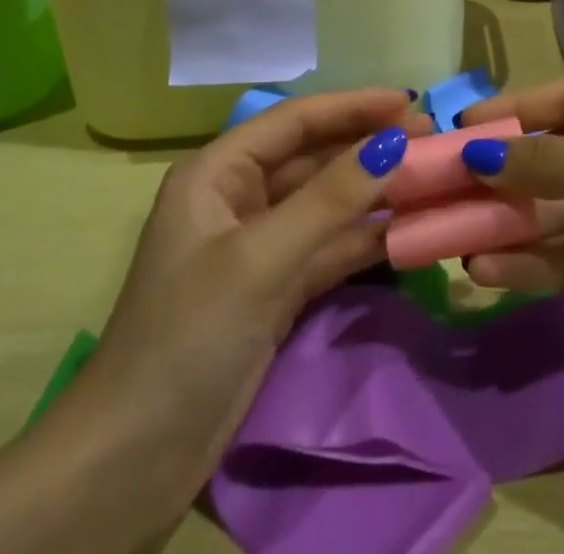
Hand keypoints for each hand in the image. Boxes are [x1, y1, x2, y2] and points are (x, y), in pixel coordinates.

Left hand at [85, 89, 426, 507]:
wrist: (132, 463)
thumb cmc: (188, 336)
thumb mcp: (261, 258)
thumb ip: (330, 198)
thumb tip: (395, 142)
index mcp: (218, 172)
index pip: (295, 120)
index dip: (353, 105)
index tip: (410, 100)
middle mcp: (238, 198)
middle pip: (314, 157)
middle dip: (369, 146)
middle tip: (432, 139)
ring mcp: (259, 246)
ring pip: (326, 203)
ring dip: (374, 191)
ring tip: (430, 177)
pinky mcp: (275, 289)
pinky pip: (328, 248)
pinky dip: (365, 238)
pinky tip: (408, 229)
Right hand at [458, 74, 563, 409]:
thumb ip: (547, 162)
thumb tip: (479, 151)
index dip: (509, 111)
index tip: (455, 131)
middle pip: (559, 154)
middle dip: (505, 176)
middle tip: (444, 195)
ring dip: (515, 225)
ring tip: (457, 246)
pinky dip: (542, 259)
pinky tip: (495, 273)